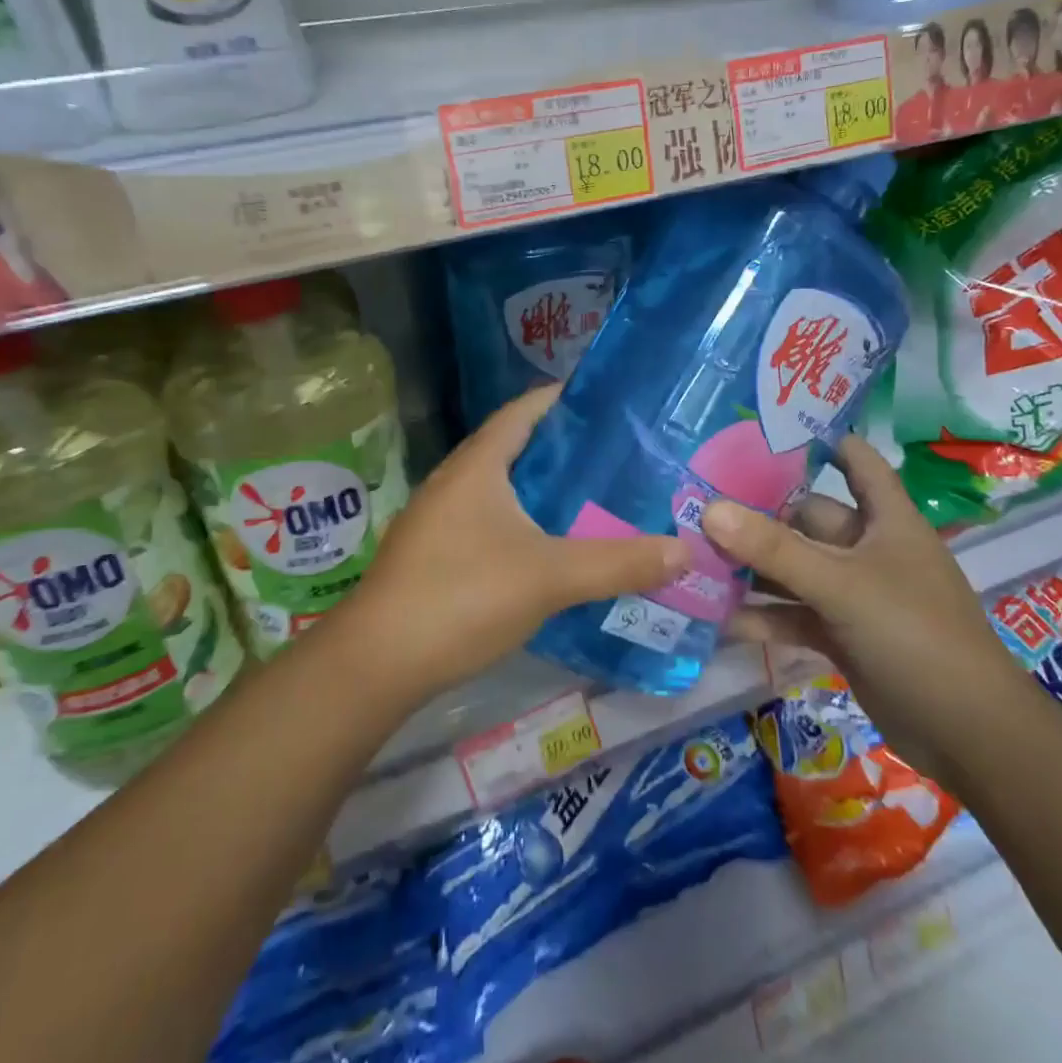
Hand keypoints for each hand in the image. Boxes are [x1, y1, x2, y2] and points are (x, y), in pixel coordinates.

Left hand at [339, 385, 688, 700]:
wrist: (377, 662)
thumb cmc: (462, 596)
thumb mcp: (549, 577)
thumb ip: (618, 562)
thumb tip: (684, 550)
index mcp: (478, 465)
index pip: (523, 410)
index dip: (562, 399)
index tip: (609, 403)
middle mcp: (454, 481)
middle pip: (515, 448)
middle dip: (563, 450)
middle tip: (618, 457)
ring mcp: (439, 519)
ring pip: (501, 489)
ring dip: (543, 491)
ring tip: (595, 499)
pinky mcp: (434, 554)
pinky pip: (488, 522)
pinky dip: (523, 524)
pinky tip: (552, 549)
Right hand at [702, 436, 1033, 775]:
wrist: (968, 735)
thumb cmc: (915, 636)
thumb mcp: (842, 586)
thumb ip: (775, 549)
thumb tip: (709, 508)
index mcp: (887, 520)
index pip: (856, 462)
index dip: (821, 439)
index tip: (766, 427)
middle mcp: (869, 550)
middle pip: (808, 519)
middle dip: (760, 514)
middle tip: (699, 502)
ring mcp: (854, 595)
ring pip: (796, 569)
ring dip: (754, 569)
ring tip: (695, 558)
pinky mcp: (842, 636)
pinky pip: (794, 615)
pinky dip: (763, 617)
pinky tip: (717, 620)